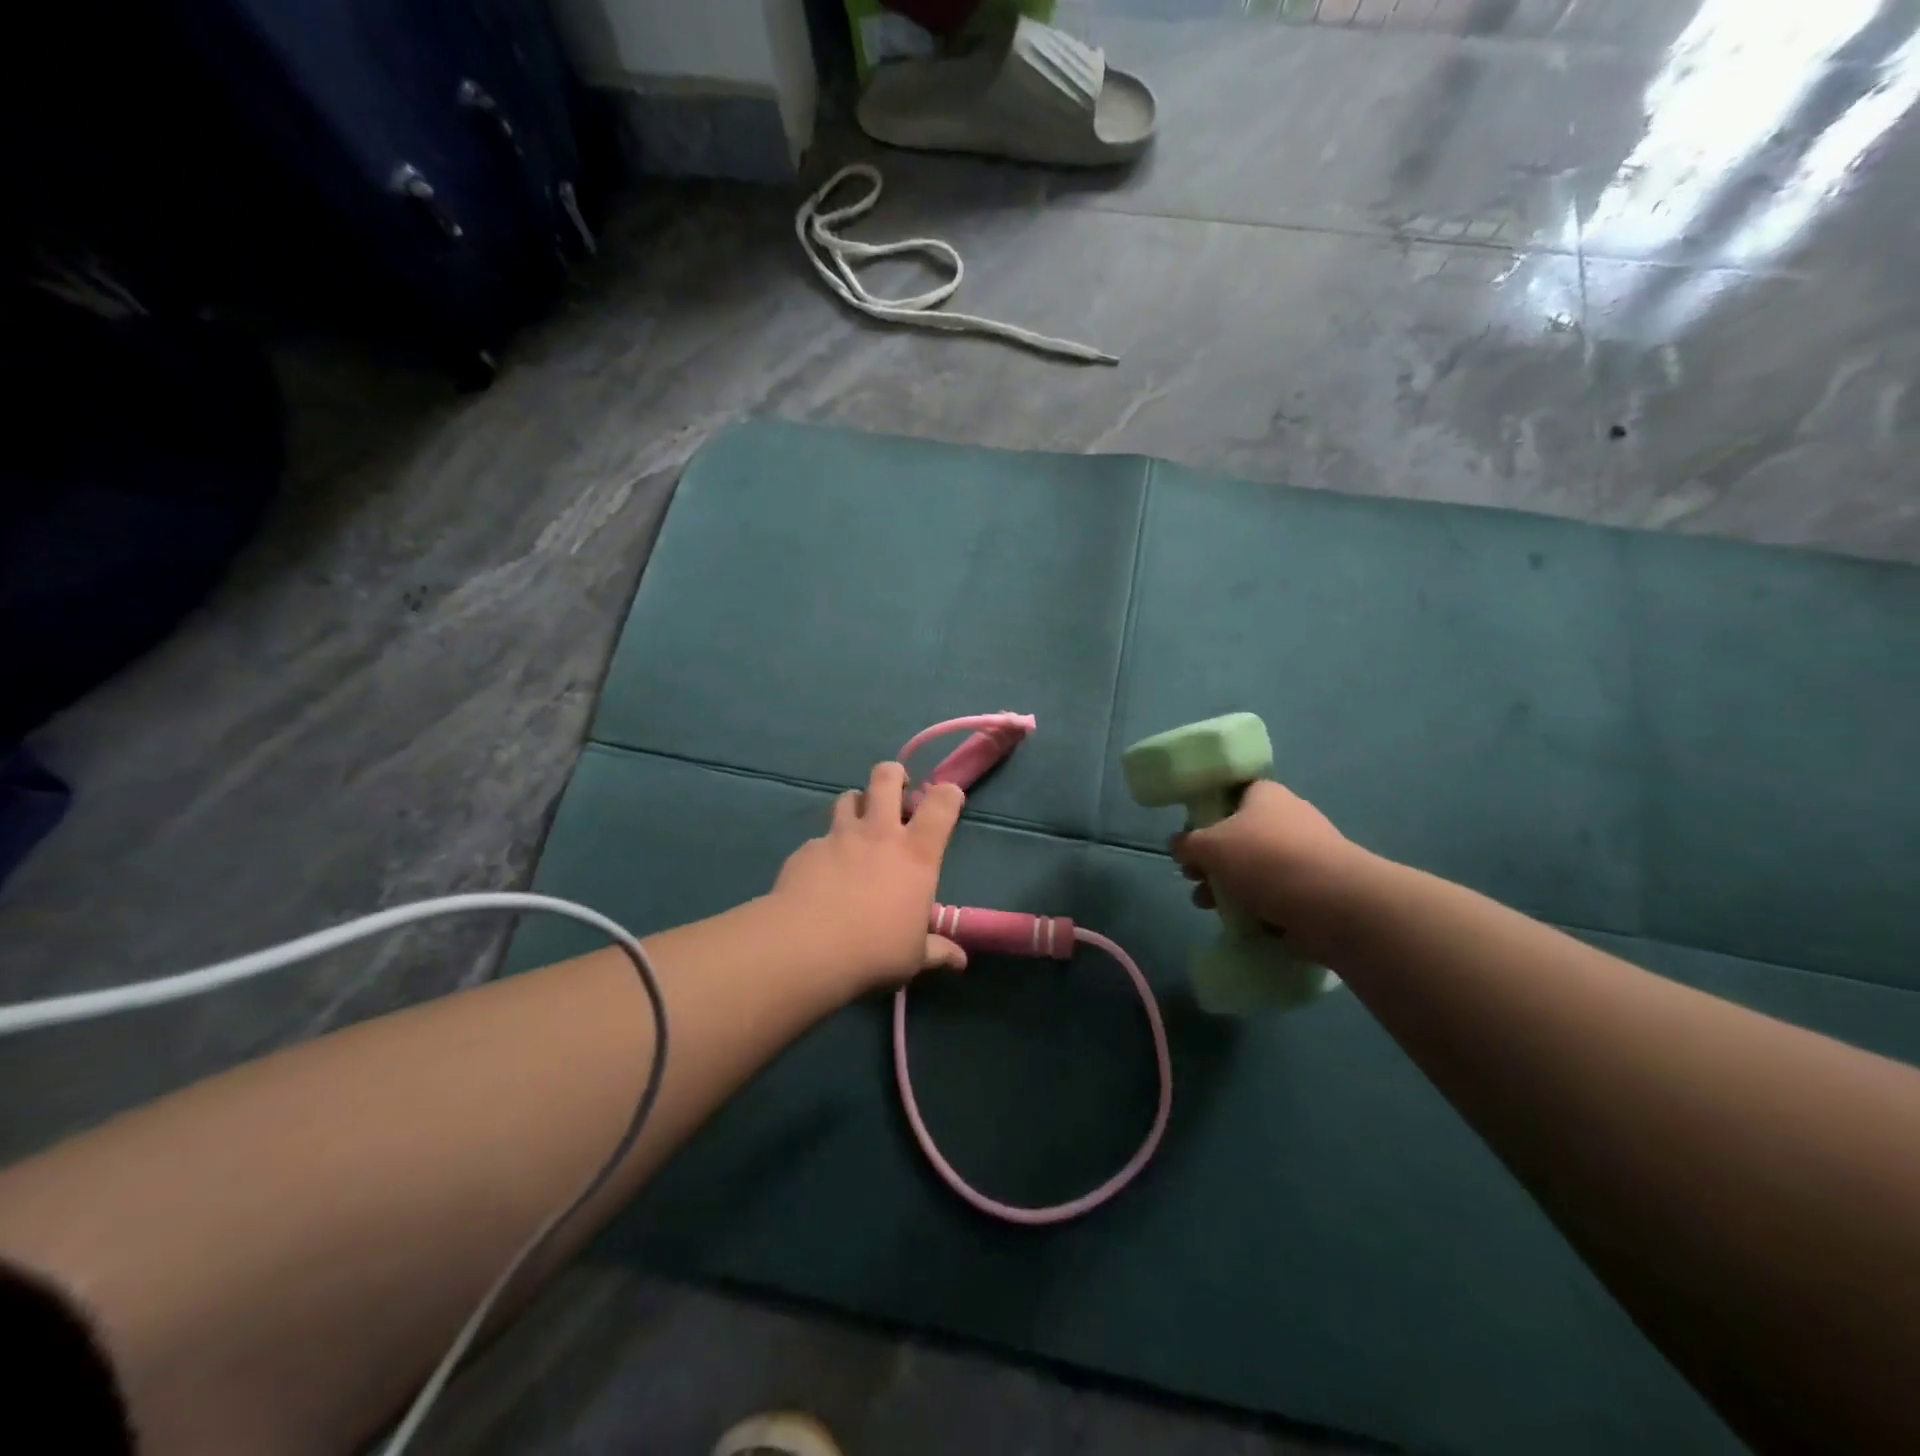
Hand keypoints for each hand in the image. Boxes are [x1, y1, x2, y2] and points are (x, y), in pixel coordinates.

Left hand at [768, 761, 966, 990]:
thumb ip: (937, 951)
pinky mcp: (806, 849)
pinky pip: (820, 838)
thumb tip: (960, 961)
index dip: (948, 793)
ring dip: (857, 804)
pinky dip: (826, 847)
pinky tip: (822, 872)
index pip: (941, 805)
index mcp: (916, 854)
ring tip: (858, 824)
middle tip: (897, 788)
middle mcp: (878, 833)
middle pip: (886, 778)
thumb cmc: (875, 950)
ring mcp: (838, 837)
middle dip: (893, 775)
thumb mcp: (914, 957)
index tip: (948, 796)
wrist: (806, 947)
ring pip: (848, 798)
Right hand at [1170, 779, 1374, 961]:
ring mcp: (1306, 856)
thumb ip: (1187, 844)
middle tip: (1193, 877)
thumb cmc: (1266, 860)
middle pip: (1239, 836)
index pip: (1232, 793)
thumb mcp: (1210, 846)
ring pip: (1255, 869)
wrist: (1334, 905)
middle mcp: (1289, 819)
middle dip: (1212, 860)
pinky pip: (1276, 895)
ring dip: (1227, 887)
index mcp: (1266, 795)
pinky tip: (1239, 922)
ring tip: (1207, 906)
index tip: (1191, 835)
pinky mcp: (1316, 890)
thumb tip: (1178, 846)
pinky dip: (1256, 908)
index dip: (1208, 812)